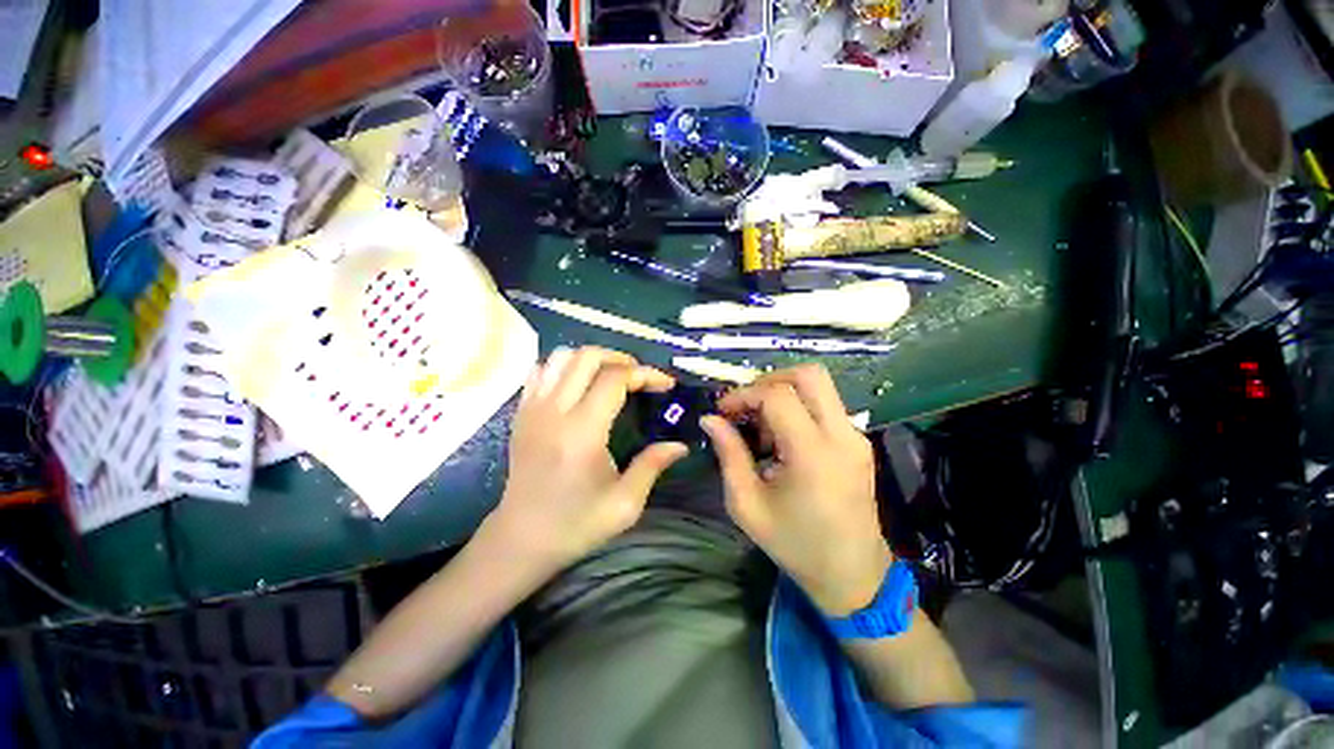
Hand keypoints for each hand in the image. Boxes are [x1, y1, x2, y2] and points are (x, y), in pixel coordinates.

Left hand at [488, 346, 687, 571]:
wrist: (521, 539)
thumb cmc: (575, 525)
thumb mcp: (624, 504)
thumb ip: (653, 466)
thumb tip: (680, 445)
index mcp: (583, 432)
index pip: (615, 379)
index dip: (645, 374)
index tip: (665, 384)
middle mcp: (555, 411)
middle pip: (587, 356)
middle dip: (620, 358)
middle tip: (639, 376)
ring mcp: (533, 409)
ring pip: (562, 357)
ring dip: (592, 359)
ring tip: (611, 376)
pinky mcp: (521, 413)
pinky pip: (540, 370)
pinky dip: (564, 367)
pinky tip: (578, 384)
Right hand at [701, 364, 890, 616]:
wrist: (852, 576)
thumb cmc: (794, 544)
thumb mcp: (747, 504)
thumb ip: (728, 454)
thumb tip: (710, 419)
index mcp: (813, 453)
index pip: (778, 396)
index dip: (744, 394)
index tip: (723, 411)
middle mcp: (841, 436)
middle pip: (809, 375)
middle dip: (769, 380)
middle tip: (746, 405)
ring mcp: (856, 437)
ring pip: (819, 387)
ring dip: (783, 395)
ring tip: (762, 429)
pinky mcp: (858, 442)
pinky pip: (825, 406)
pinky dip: (798, 409)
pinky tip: (782, 440)